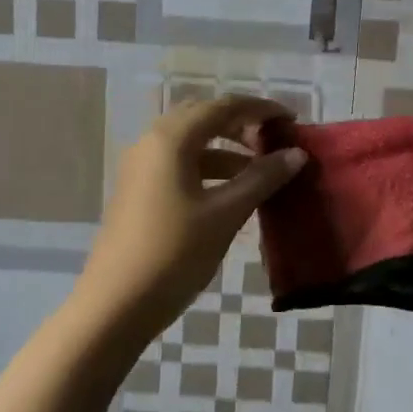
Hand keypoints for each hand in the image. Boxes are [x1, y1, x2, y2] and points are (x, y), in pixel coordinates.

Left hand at [75, 95, 307, 340]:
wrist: (116, 304)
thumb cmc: (174, 253)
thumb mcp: (225, 214)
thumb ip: (262, 179)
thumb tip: (296, 154)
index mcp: (170, 139)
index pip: (223, 107)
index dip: (261, 109)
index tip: (294, 121)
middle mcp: (151, 143)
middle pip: (203, 119)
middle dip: (242, 126)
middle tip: (276, 143)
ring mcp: (140, 168)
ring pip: (191, 144)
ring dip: (227, 150)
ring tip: (261, 172)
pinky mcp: (138, 192)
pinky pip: (179, 166)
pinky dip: (209, 170)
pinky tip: (232, 194)